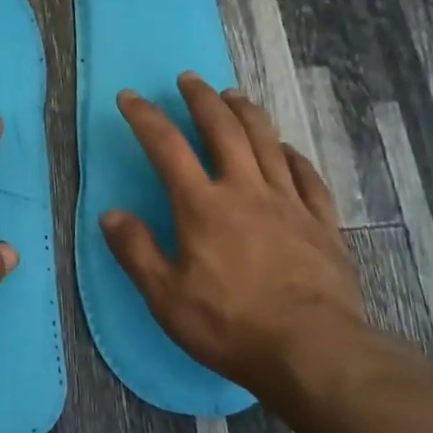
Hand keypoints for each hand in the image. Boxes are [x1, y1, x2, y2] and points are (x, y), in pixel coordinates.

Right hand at [101, 73, 365, 404]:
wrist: (315, 352)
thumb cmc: (231, 326)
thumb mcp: (166, 298)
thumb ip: (136, 252)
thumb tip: (110, 214)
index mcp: (203, 206)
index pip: (167, 147)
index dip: (146, 117)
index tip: (130, 97)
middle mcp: (246, 191)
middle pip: (223, 130)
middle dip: (203, 100)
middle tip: (190, 79)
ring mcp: (289, 203)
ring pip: (267, 142)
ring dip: (247, 113)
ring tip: (234, 95)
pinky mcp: (322, 223)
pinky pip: (307, 176)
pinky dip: (292, 155)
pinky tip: (286, 149)